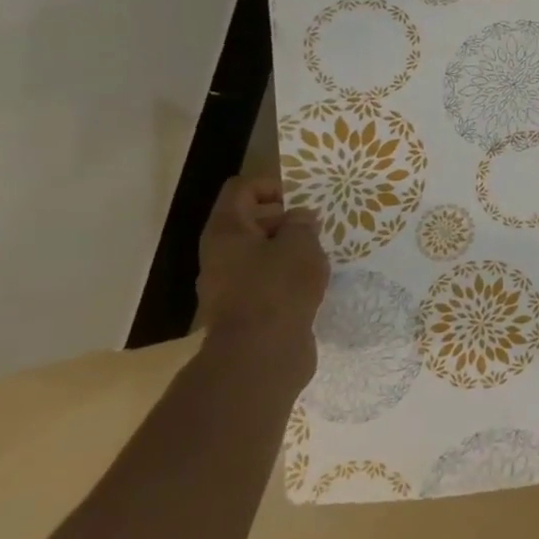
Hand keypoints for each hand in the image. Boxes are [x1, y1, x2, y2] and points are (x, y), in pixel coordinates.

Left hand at [195, 177, 328, 342]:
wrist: (260, 353)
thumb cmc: (278, 288)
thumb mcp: (301, 245)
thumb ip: (303, 224)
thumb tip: (300, 218)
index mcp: (226, 230)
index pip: (242, 189)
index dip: (272, 185)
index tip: (303, 199)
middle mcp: (219, 253)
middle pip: (249, 221)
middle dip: (284, 219)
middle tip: (316, 227)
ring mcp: (228, 282)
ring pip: (258, 251)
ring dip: (287, 248)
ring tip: (319, 255)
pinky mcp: (243, 307)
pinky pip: (264, 277)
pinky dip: (285, 274)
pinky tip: (311, 282)